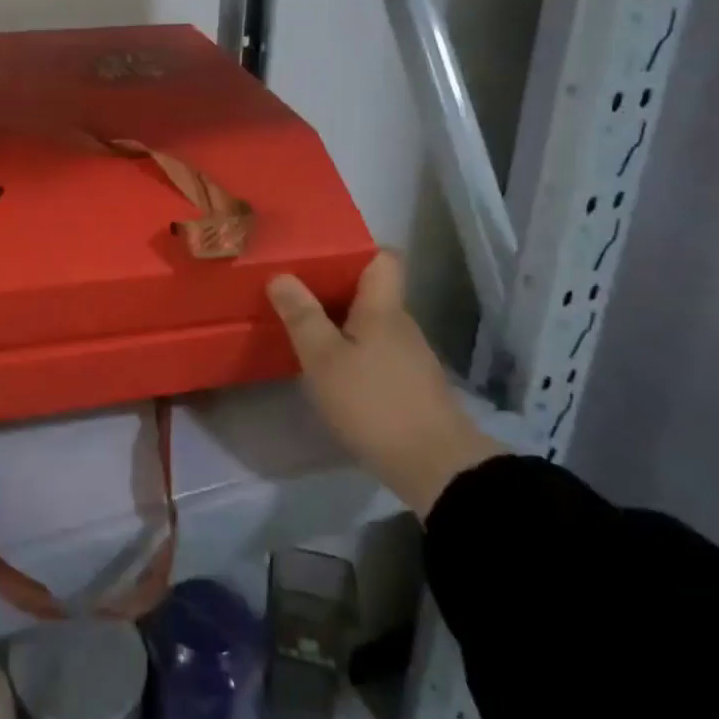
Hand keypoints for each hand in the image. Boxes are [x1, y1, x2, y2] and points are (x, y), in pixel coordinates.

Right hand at [267, 253, 503, 516]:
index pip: (384, 258)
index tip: (318, 255)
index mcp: (383, 309)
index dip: (355, 250)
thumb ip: (302, 316)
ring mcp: (410, 357)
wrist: (437, 468)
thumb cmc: (374, 404)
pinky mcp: (411, 387)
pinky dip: (353, 352)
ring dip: (341, 323)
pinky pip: (377, 352)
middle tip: (293, 292)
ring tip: (304, 329)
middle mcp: (401, 325)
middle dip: (334, 288)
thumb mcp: (323, 359)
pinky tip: (332, 370)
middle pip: (372, 291)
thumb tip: (281, 275)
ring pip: (372, 324)